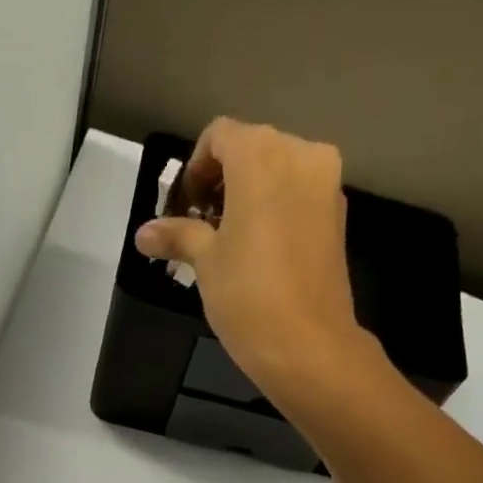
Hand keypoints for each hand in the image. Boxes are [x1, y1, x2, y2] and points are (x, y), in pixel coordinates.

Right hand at [134, 118, 391, 417]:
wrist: (309, 346)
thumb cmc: (248, 297)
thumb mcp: (205, 262)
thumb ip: (178, 235)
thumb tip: (144, 234)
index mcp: (262, 154)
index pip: (219, 136)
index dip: (195, 168)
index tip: (183, 207)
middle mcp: (301, 155)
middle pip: (252, 150)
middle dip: (223, 181)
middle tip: (201, 225)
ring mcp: (326, 186)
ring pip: (279, 173)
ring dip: (250, 197)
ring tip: (228, 242)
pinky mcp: (338, 218)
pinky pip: (299, 198)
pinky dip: (276, 211)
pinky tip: (259, 251)